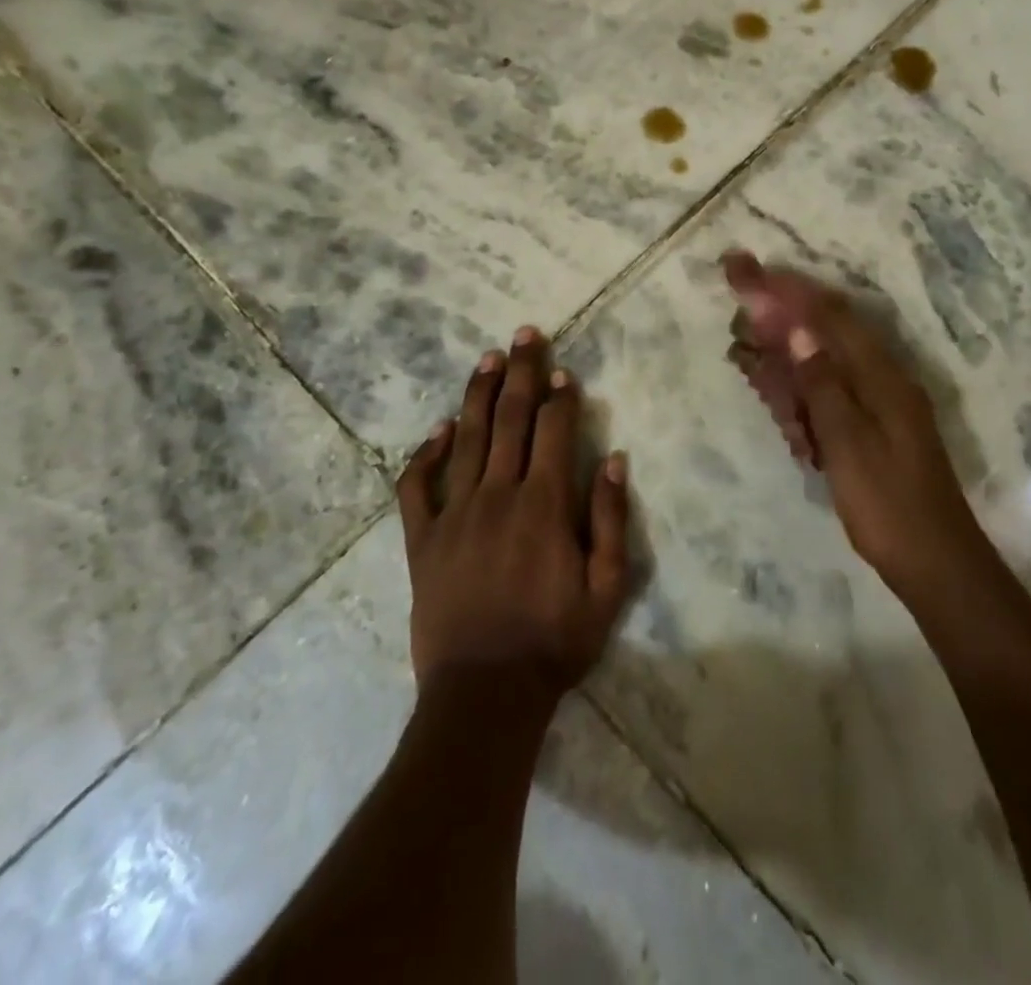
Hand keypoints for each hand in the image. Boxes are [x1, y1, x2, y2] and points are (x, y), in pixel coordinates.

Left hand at [396, 328, 630, 702]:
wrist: (483, 695)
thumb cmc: (554, 641)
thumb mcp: (606, 588)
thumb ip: (609, 519)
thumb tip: (613, 460)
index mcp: (544, 505)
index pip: (553, 432)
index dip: (560, 397)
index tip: (564, 371)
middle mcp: (498, 495)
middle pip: (510, 419)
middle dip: (521, 372)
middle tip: (525, 334)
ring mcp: (454, 514)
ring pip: (466, 439)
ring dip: (478, 394)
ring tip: (488, 359)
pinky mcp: (422, 539)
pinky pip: (417, 486)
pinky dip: (426, 454)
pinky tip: (438, 430)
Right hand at [725, 254, 986, 597]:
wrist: (936, 564)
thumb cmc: (888, 505)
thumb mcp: (849, 444)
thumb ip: (823, 384)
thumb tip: (799, 332)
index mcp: (881, 376)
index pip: (828, 317)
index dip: (787, 291)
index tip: (749, 270)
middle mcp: (881, 380)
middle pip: (825, 333)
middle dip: (781, 314)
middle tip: (739, 299)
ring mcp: (878, 405)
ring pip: (823, 364)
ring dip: (784, 351)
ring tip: (746, 345)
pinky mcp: (871, 429)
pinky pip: (828, 396)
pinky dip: (798, 389)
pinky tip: (774, 387)